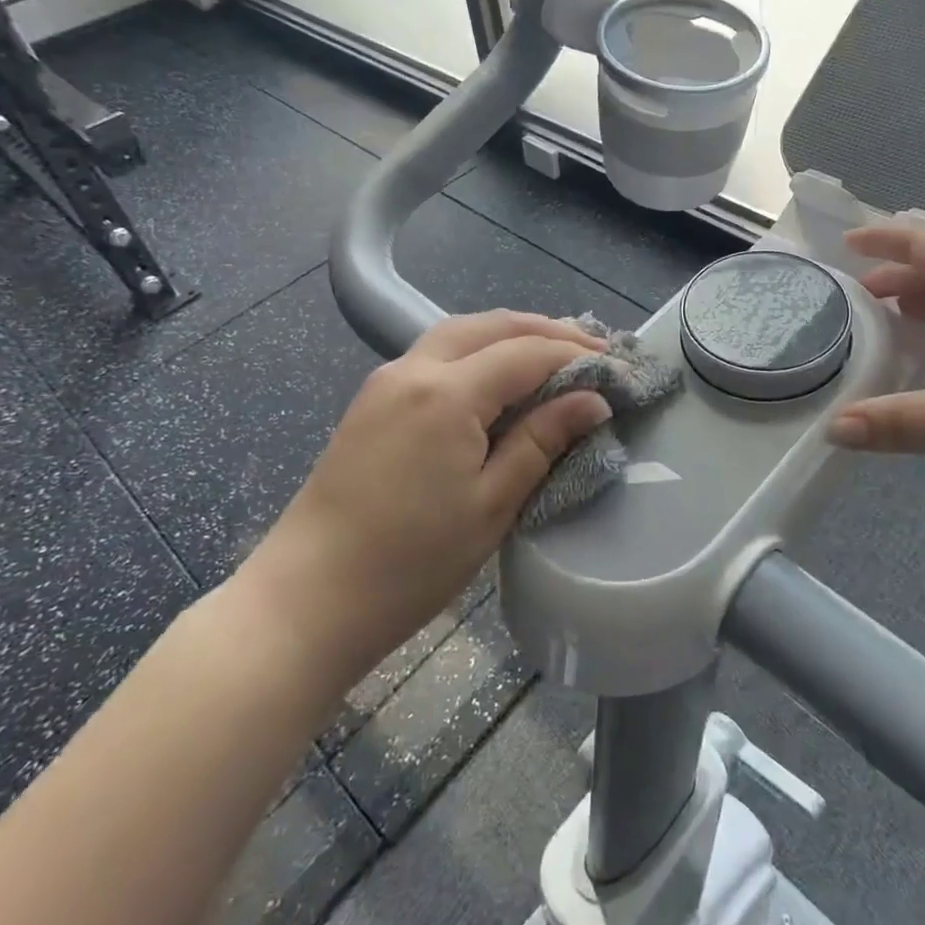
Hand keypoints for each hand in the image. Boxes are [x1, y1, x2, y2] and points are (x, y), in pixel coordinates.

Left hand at [243, 311, 611, 672]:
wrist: (306, 598)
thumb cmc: (409, 563)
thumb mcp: (492, 505)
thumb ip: (543, 441)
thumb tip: (593, 401)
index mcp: (447, 394)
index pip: (527, 353)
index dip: (577, 358)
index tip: (618, 371)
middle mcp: (415, 368)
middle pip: (493, 325)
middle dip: (547, 331)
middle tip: (593, 351)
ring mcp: (387, 379)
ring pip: (461, 331)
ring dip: (511, 334)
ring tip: (554, 353)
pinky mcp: (373, 398)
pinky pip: (437, 351)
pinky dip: (479, 349)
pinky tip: (498, 374)